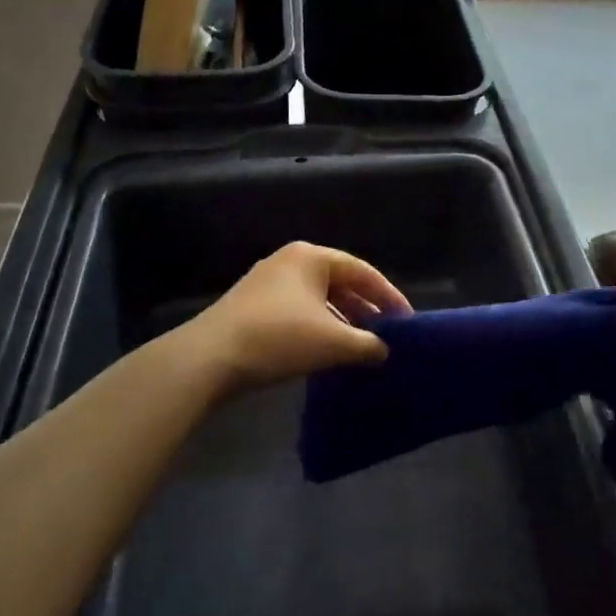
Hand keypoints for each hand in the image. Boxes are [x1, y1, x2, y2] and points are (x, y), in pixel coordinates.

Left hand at [182, 242, 410, 396]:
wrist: (209, 358)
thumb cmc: (279, 338)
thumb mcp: (334, 343)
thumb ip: (368, 345)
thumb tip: (385, 351)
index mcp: (311, 257)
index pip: (362, 271)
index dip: (388, 296)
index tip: (406, 321)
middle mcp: (289, 262)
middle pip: (339, 283)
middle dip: (365, 310)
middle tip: (386, 335)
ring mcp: (267, 284)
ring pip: (318, 300)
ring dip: (341, 322)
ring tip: (360, 348)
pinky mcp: (252, 307)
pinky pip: (298, 312)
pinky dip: (318, 329)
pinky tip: (326, 353)